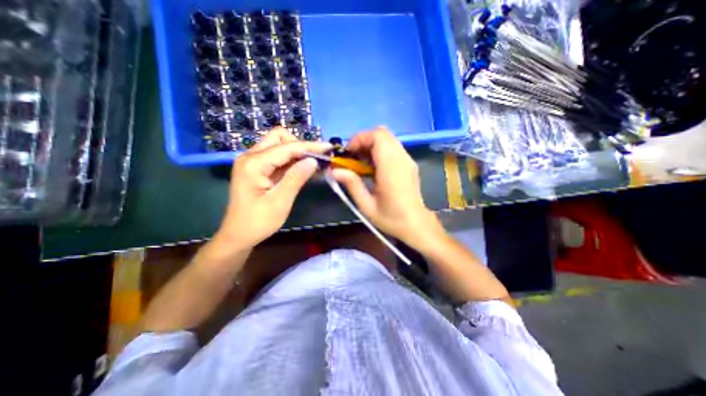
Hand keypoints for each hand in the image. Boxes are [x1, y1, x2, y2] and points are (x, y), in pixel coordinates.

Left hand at [215, 129, 333, 248]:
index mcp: (254, 164)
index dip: (309, 146)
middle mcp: (250, 156)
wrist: (238, 235)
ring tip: (314, 164)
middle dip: (300, 145)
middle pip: (279, 138)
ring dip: (297, 152)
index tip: (328, 148)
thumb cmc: (258, 222)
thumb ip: (296, 178)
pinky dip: (292, 160)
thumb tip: (313, 160)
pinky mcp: (257, 168)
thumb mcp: (280, 202)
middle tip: (316, 159)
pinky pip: (277, 157)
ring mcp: (253, 161)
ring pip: (279, 145)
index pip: (287, 147)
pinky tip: (303, 169)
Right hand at [329, 125, 439, 247]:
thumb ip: (352, 185)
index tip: (348, 153)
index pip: (378, 136)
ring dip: (371, 146)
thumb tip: (335, 171)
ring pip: (388, 139)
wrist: (416, 225)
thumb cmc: (391, 218)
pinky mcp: (409, 164)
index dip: (360, 139)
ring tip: (362, 164)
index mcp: (391, 168)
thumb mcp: (366, 205)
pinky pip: (392, 148)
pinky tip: (374, 168)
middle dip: (364, 141)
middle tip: (354, 158)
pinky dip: (380, 151)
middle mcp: (402, 159)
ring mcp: (407, 160)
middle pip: (382, 133)